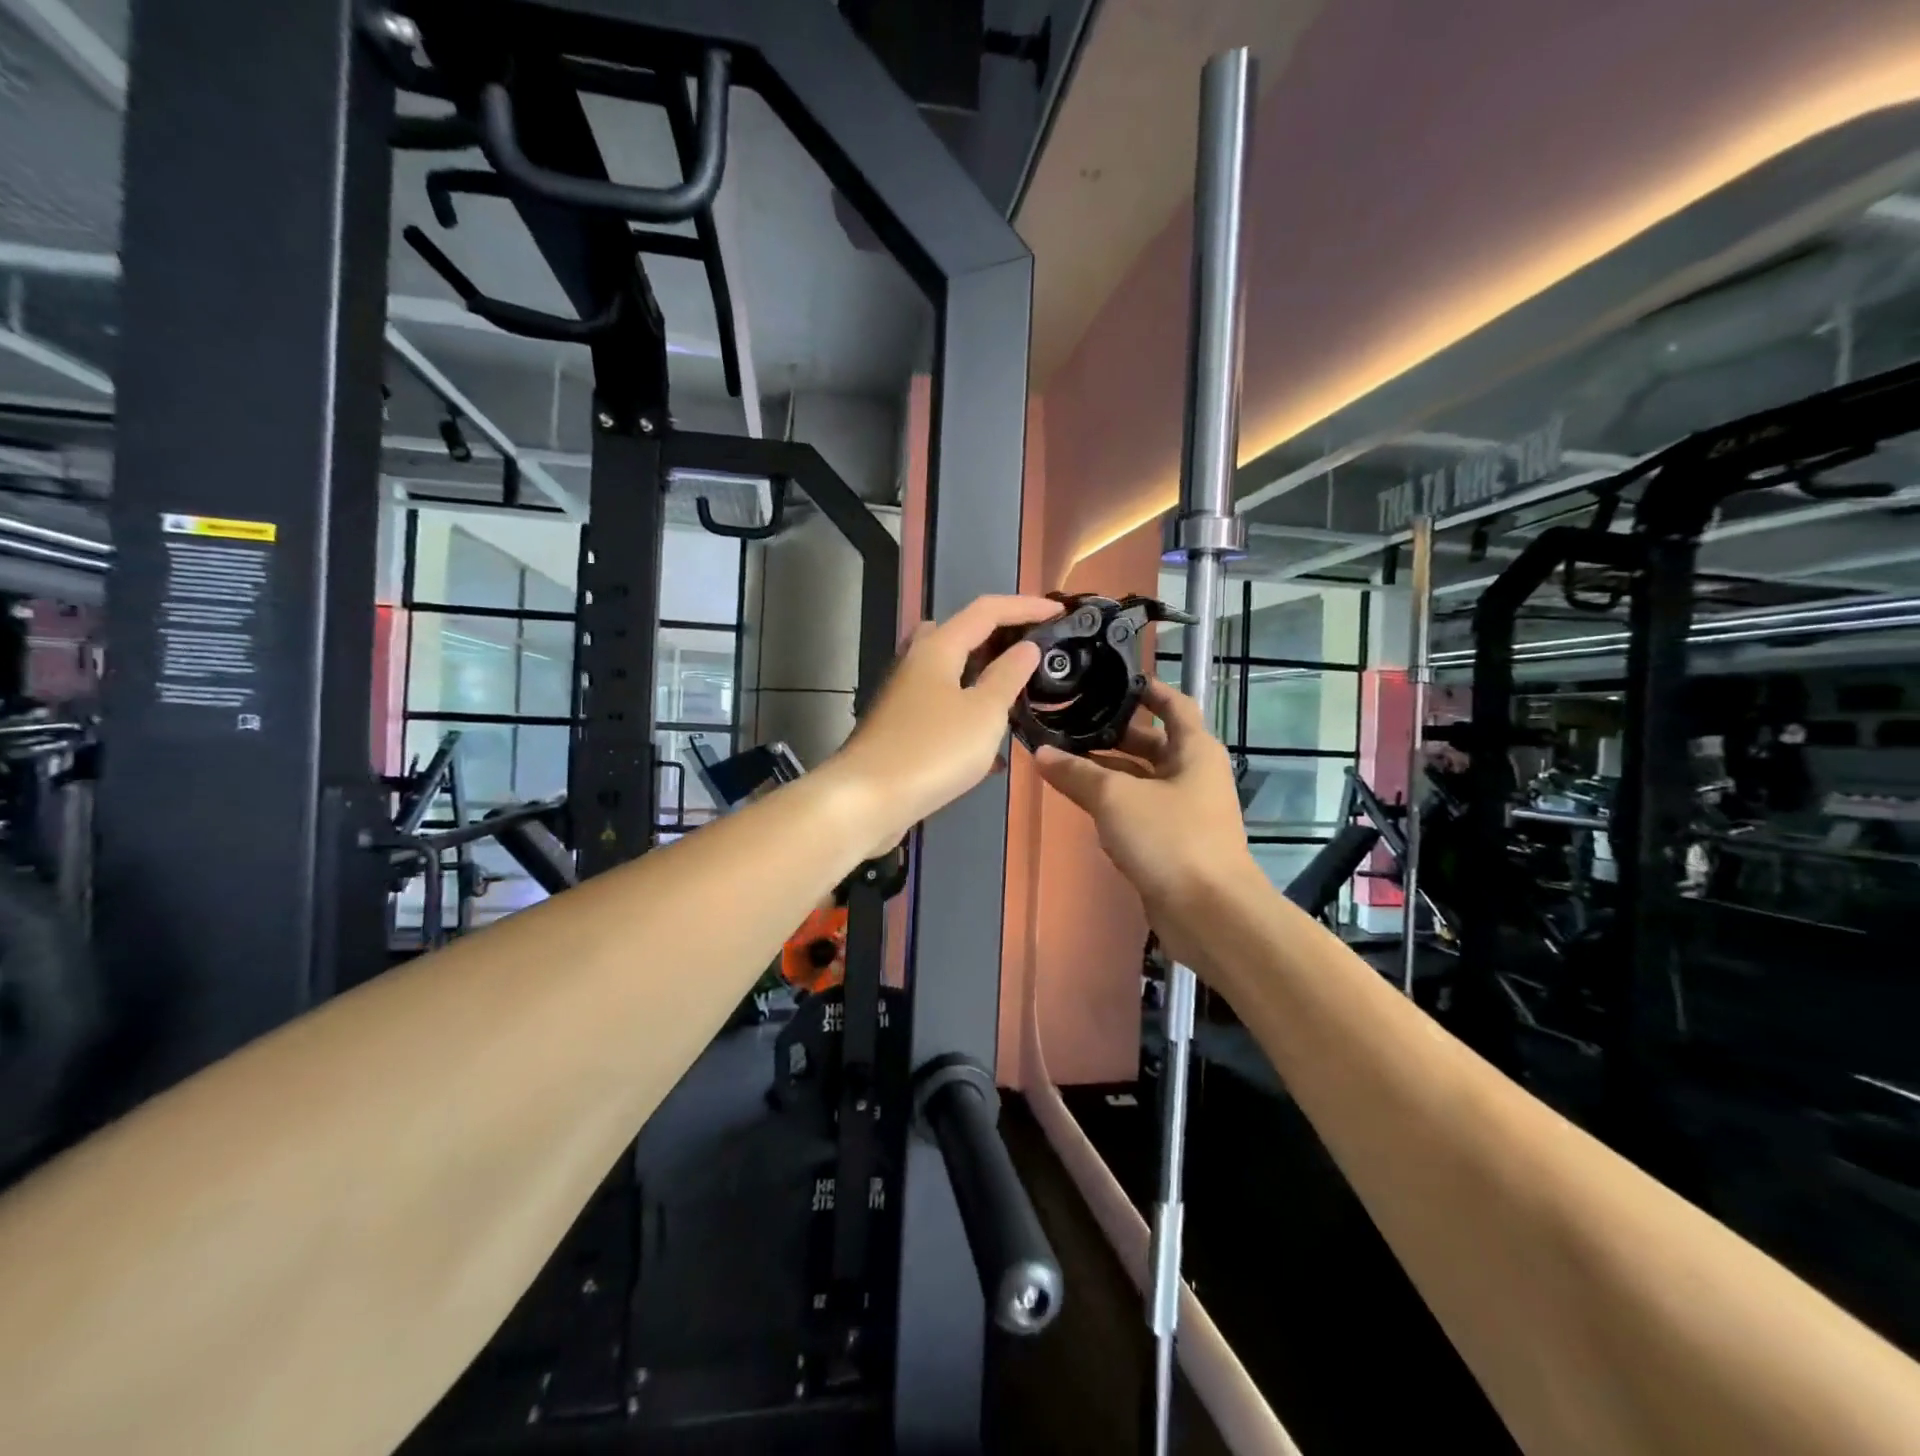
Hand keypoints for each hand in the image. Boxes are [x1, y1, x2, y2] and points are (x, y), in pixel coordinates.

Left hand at [827, 595, 1060, 852]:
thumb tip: (1026, 648)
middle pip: (963, 636)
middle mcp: (917, 663)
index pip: (986, 610)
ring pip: (953, 675)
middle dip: (1001, 639)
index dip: (1025, 607)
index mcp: (938, 648)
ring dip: (987, 681)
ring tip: (1021, 698)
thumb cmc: (933, 750)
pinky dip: (971, 719)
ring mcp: (905, 697)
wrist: (867, 800)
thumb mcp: (984, 713)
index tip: (1059, 612)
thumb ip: (1008, 676)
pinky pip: (945, 711)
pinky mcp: (902, 729)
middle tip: (1034, 653)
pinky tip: (993, 752)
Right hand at [1033, 678, 1262, 966]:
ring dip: (1107, 772)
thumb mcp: (1116, 798)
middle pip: (1151, 743)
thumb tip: (1040, 753)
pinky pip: (1138, 812)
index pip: (1174, 705)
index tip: (1112, 680)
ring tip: (1063, 760)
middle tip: (1070, 723)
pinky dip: (1113, 805)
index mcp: (1193, 750)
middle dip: (1113, 734)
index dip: (1147, 689)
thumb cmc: (1170, 838)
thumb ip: (1076, 773)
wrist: (1208, 912)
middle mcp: (1193, 774)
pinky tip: (1081, 804)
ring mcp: (1184, 811)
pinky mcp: (1172, 842)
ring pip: (1141, 780)